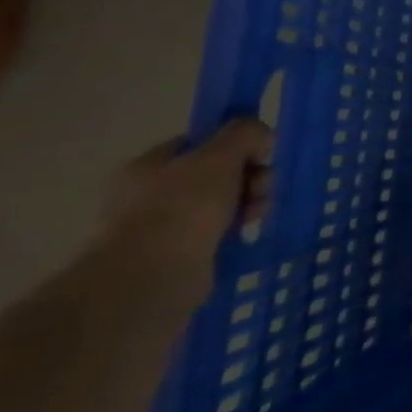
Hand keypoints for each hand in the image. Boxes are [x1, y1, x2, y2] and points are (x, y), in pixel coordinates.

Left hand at [95, 120, 272, 301]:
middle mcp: (151, 194)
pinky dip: (237, 228)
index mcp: (149, 166)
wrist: (153, 278)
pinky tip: (248, 230)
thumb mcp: (220, 155)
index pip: (200, 142)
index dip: (234, 144)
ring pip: (221, 202)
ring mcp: (164, 227)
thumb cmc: (182, 207)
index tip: (261, 153)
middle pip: (216, 172)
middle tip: (263, 186)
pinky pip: (218, 231)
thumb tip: (261, 137)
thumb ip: (244, 133)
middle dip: (249, 175)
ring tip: (259, 213)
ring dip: (248, 201)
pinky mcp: (180, 255)